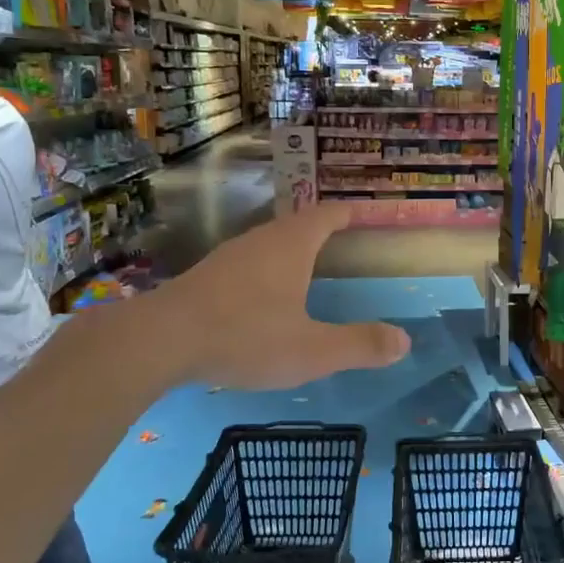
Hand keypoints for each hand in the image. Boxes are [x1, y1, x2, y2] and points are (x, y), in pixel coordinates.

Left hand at [153, 202, 410, 389]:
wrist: (159, 341)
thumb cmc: (244, 336)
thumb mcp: (311, 349)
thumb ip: (359, 345)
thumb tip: (405, 340)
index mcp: (291, 245)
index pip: (328, 215)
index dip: (350, 212)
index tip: (368, 213)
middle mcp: (261, 240)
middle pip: (298, 224)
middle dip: (323, 229)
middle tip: (346, 243)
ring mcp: (229, 257)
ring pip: (270, 242)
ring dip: (293, 249)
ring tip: (310, 268)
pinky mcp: (206, 276)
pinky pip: (249, 262)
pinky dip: (268, 269)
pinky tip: (266, 297)